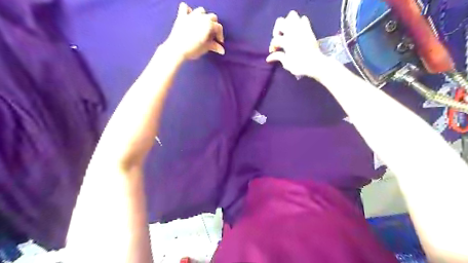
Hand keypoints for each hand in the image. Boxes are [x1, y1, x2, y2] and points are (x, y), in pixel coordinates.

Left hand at [164, 2, 224, 59]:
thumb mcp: (205, 48)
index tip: (219, 42)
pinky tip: (190, 17)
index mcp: (209, 24)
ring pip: (201, 10)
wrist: (177, 49)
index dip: (220, 35)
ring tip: (202, 25)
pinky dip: (188, 11)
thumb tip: (222, 50)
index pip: (218, 27)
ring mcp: (191, 15)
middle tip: (212, 34)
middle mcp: (201, 17)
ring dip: (203, 16)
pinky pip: (184, 7)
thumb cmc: (193, 49)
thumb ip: (214, 46)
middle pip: (212, 17)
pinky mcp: (181, 16)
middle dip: (213, 25)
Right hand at [265, 12, 325, 77]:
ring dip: (288, 22)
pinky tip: (297, 31)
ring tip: (287, 32)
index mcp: (286, 41)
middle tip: (278, 38)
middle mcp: (293, 32)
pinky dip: (299, 22)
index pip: (275, 39)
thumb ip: (278, 57)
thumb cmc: (299, 65)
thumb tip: (268, 58)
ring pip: (292, 15)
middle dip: (277, 30)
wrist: (315, 64)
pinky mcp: (308, 29)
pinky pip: (304, 19)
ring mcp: (301, 29)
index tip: (273, 52)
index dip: (272, 46)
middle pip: (280, 22)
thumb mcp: (286, 63)